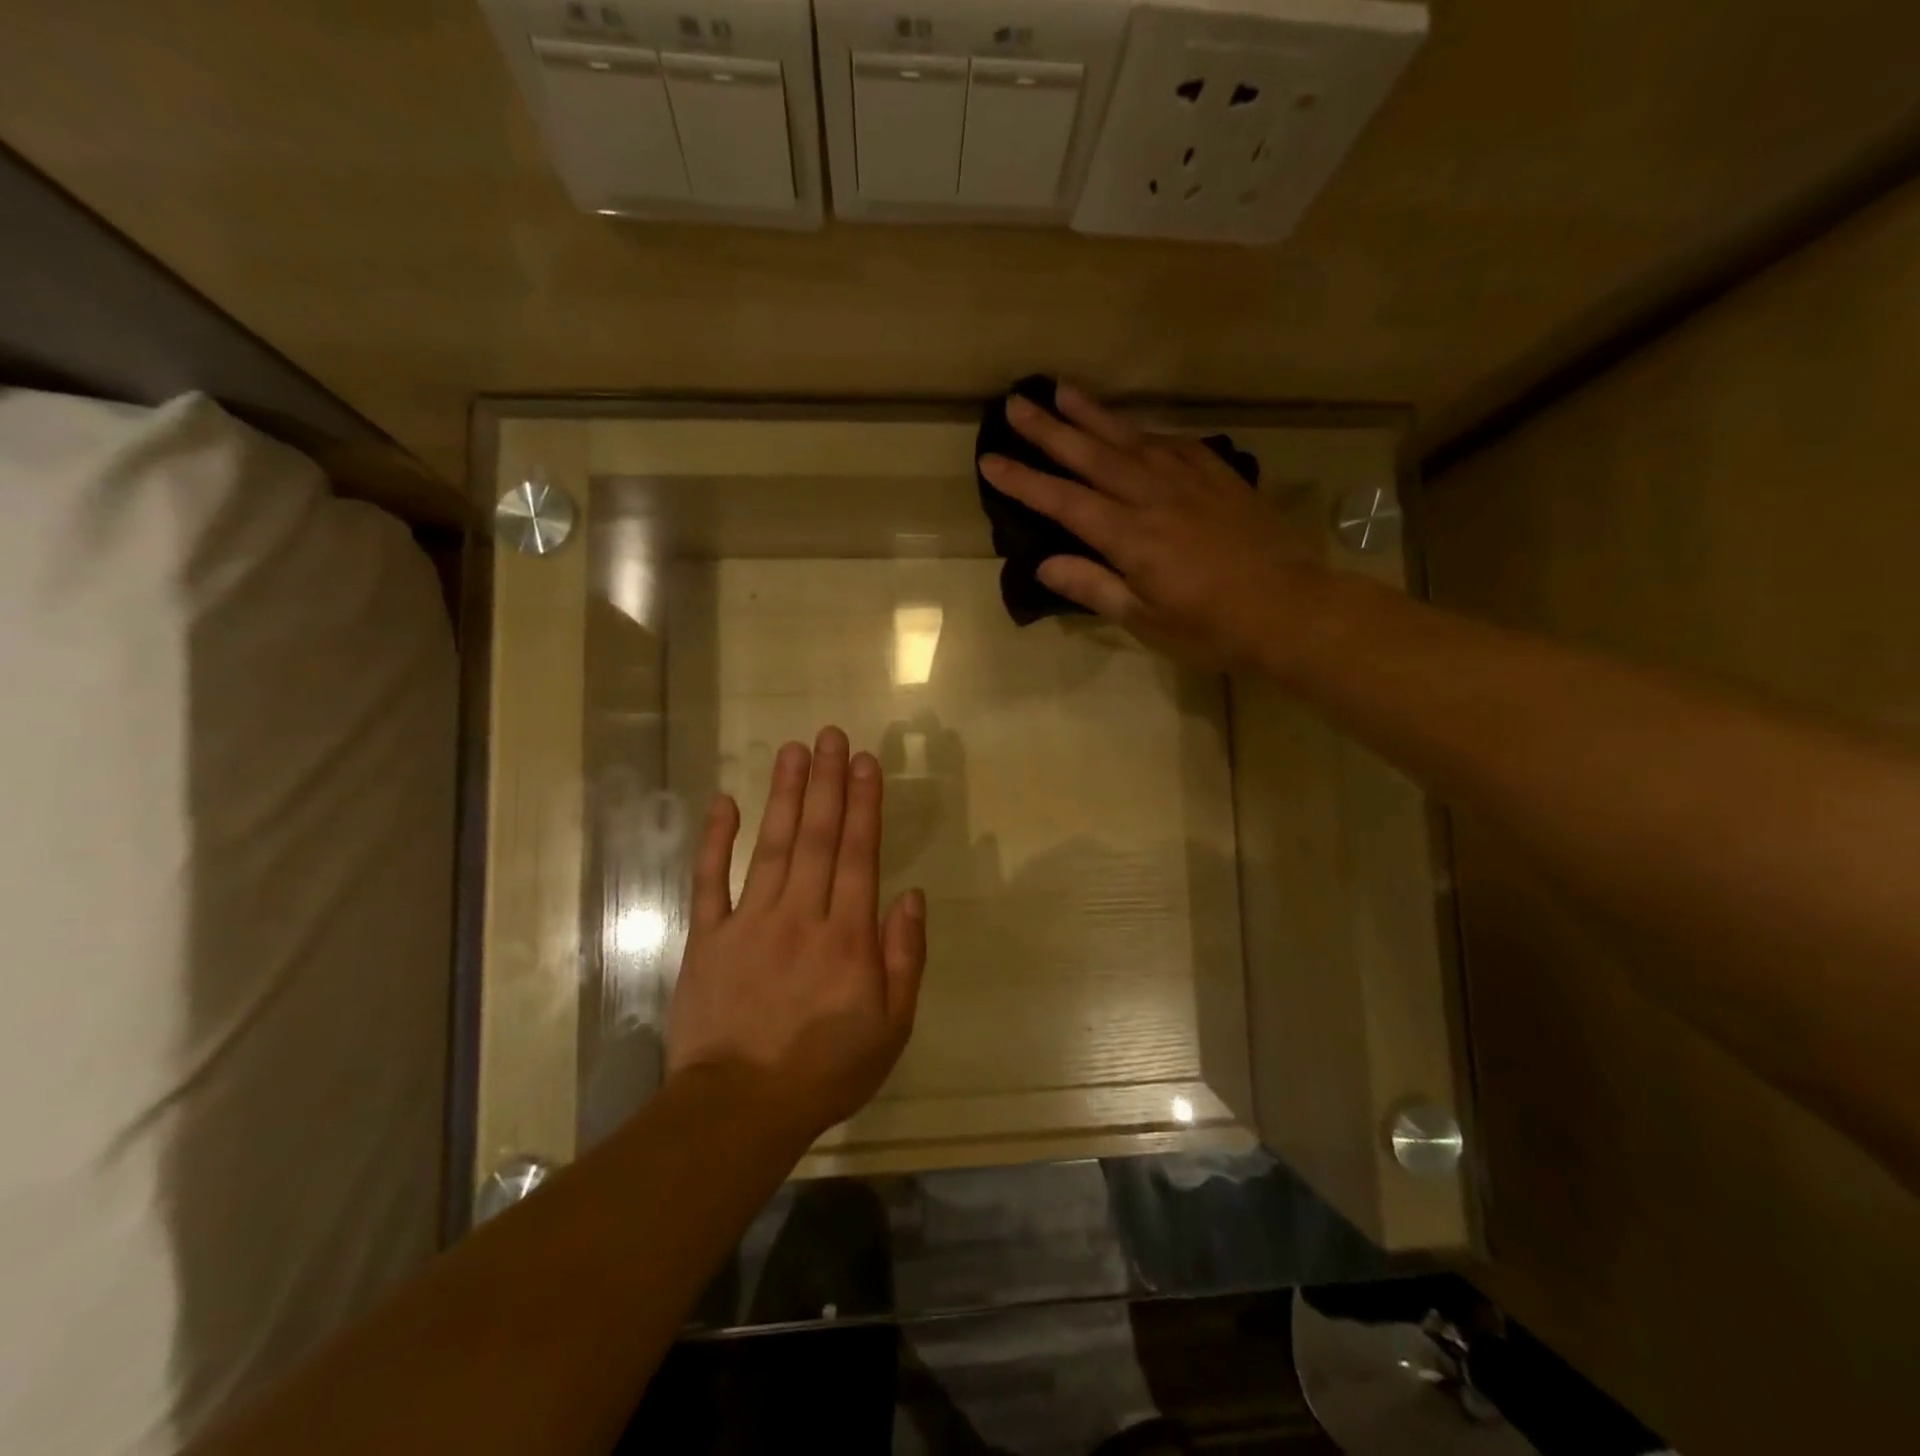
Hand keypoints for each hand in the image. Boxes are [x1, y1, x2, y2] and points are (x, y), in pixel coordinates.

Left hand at [665, 727, 926, 1147]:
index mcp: (847, 936)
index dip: (863, 804)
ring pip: (772, 846)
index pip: (859, 854)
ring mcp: (750, 922)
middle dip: (826, 782)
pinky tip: (724, 802)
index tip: (864, 762)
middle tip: (829, 735)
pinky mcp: (708, 937)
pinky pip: (710, 881)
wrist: (740, 1109)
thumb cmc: (825, 1070)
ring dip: (784, 795)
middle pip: (818, 837)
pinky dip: (715, 840)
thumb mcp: (891, 1028)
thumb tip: (911, 896)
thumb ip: (904, 958)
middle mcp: (801, 915)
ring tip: (792, 751)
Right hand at [979, 383, 1330, 672]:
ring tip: (1064, 390)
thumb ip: (1094, 586)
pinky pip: (1175, 443)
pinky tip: (1135, 427)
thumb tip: (1044, 564)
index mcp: (1130, 536)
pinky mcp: (1220, 477)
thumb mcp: (1145, 620)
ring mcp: (1190, 481)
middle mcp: (1154, 496)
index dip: (1024, 481)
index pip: (1064, 501)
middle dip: (1050, 429)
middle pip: (1092, 455)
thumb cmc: (1211, 627)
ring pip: (1132, 438)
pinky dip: (1147, 431)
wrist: (1290, 609)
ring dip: (1094, 414)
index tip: (991, 459)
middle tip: (1017, 402)